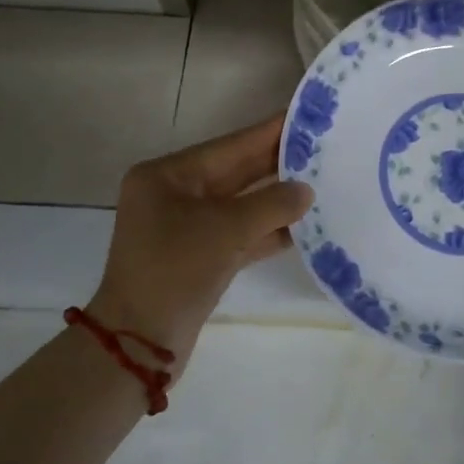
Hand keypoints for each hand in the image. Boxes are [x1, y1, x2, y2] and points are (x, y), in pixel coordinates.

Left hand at [89, 116, 313, 359]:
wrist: (139, 346)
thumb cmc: (175, 271)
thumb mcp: (227, 230)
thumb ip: (273, 204)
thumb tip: (306, 191)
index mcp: (168, 176)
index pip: (230, 145)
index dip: (270, 132)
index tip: (307, 117)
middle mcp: (174, 195)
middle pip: (237, 173)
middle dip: (278, 165)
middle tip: (324, 149)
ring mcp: (186, 228)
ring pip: (241, 205)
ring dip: (277, 200)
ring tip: (322, 184)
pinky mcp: (199, 258)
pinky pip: (239, 234)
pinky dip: (268, 231)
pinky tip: (304, 227)